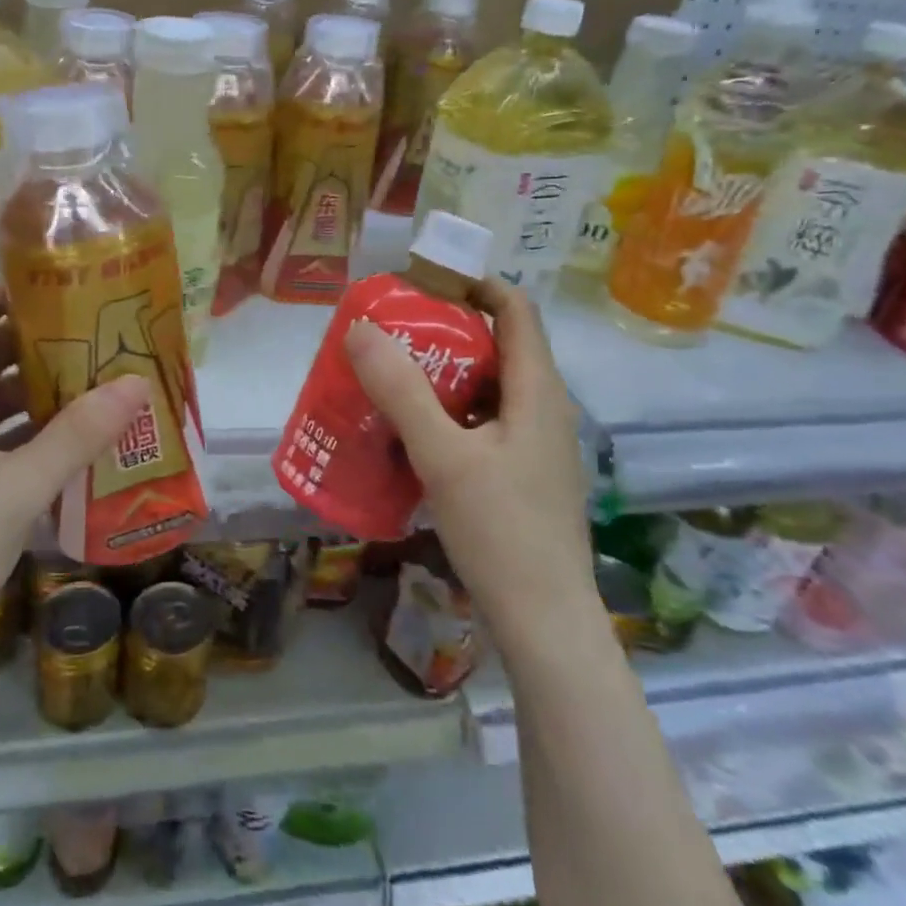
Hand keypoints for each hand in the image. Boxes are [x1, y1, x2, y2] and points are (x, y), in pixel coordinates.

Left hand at [0, 285, 150, 665]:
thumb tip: (137, 383)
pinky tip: (62, 436)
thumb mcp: (17, 490)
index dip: (13, 291)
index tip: (68, 283)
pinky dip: (18, 427)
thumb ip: (78, 435)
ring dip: (31, 387)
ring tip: (91, 377)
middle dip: (36, 340)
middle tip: (96, 331)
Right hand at [343, 278, 594, 622]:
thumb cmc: (501, 532)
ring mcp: (535, 444)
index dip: (473, 284)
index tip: (421, 283)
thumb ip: (402, 392)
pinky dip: (449, 412)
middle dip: (445, 330)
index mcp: (538, 390)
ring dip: (443, 373)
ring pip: (488, 387)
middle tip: (390, 331)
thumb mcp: (443, 457)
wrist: (544, 622)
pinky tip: (411, 432)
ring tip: (390, 376)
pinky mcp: (522, 473)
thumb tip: (360, 330)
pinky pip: (483, 422)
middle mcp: (544, 408)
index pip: (515, 308)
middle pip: (498, 344)